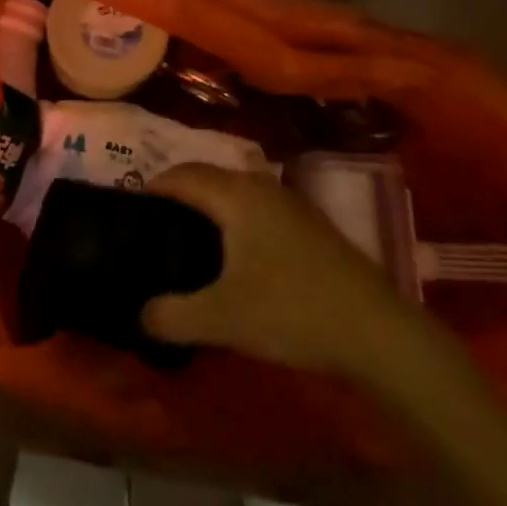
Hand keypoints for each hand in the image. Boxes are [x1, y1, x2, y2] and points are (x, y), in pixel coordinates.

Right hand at [140, 163, 416, 375]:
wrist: (377, 330)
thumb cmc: (291, 310)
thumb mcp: (222, 319)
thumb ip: (172, 315)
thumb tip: (140, 313)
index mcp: (235, 194)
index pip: (181, 175)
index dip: (152, 187)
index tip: (129, 210)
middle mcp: (261, 186)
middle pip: (208, 176)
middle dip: (179, 194)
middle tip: (154, 227)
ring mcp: (291, 203)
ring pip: (236, 192)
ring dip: (209, 207)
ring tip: (190, 241)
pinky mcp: (311, 225)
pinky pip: (257, 208)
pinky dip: (235, 220)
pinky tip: (236, 256)